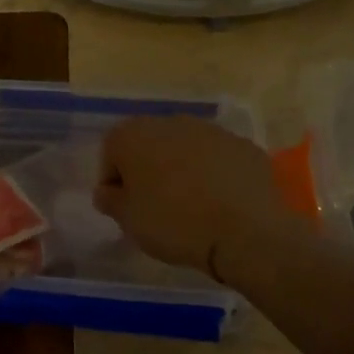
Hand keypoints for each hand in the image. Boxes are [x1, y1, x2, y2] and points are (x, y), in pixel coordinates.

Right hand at [95, 117, 283, 277]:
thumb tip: (108, 191)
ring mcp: (211, 130)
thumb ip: (110, 200)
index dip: (113, 180)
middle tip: (154, 205)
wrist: (246, 232)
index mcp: (135, 135)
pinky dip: (214, 174)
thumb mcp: (129, 221)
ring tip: (190, 205)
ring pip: (185, 148)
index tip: (122, 207)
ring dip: (181, 169)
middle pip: (149, 144)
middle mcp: (171, 122)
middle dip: (147, 169)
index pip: (111, 151)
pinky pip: (218, 158)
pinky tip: (220, 203)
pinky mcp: (243, 146)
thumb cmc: (174, 223)